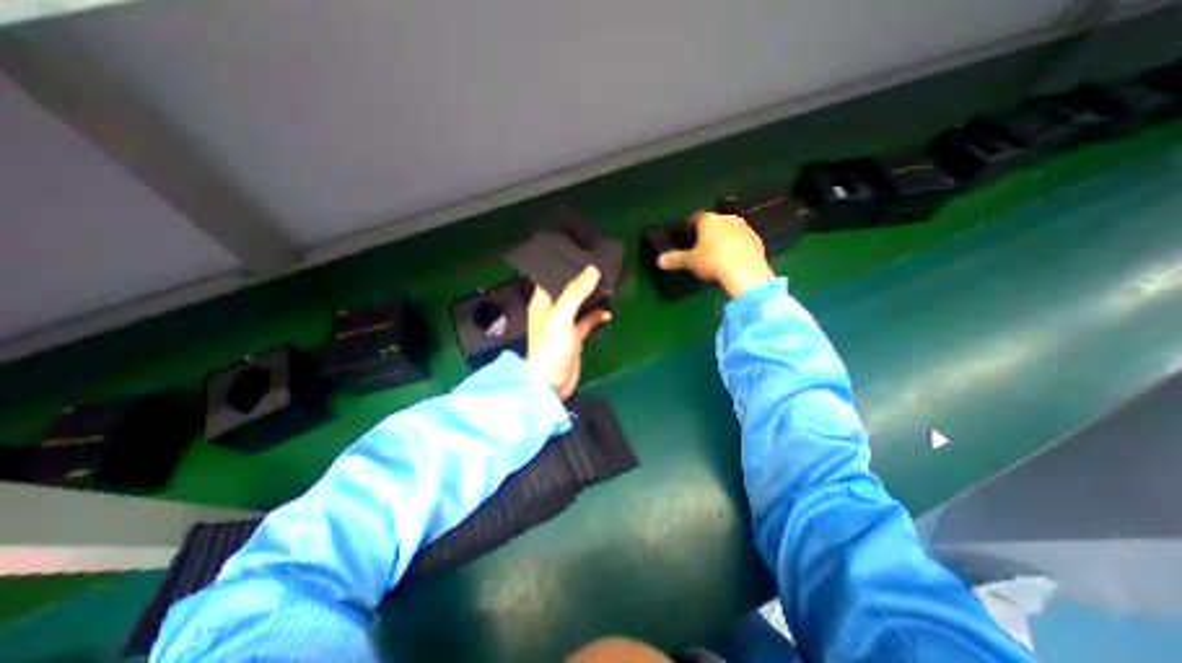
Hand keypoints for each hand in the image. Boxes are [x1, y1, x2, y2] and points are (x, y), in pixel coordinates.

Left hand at [528, 264, 614, 399]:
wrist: (552, 383)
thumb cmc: (550, 349)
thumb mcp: (561, 316)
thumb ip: (576, 292)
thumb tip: (592, 270)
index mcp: (542, 302)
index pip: (552, 278)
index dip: (565, 267)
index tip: (582, 255)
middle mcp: (552, 310)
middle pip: (569, 290)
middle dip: (583, 281)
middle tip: (600, 269)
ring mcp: (565, 324)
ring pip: (580, 304)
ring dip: (593, 298)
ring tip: (608, 288)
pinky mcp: (575, 336)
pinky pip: (588, 320)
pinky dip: (598, 316)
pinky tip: (608, 313)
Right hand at [657, 213, 778, 298]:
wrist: (744, 271)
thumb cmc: (712, 261)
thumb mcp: (690, 262)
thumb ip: (675, 259)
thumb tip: (659, 261)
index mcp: (709, 220)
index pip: (697, 216)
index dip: (691, 224)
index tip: (687, 231)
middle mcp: (727, 219)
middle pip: (715, 221)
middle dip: (708, 230)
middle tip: (702, 243)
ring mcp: (744, 228)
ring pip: (730, 229)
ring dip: (724, 237)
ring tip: (718, 251)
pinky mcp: (756, 240)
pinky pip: (743, 240)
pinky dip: (737, 245)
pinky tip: (733, 257)